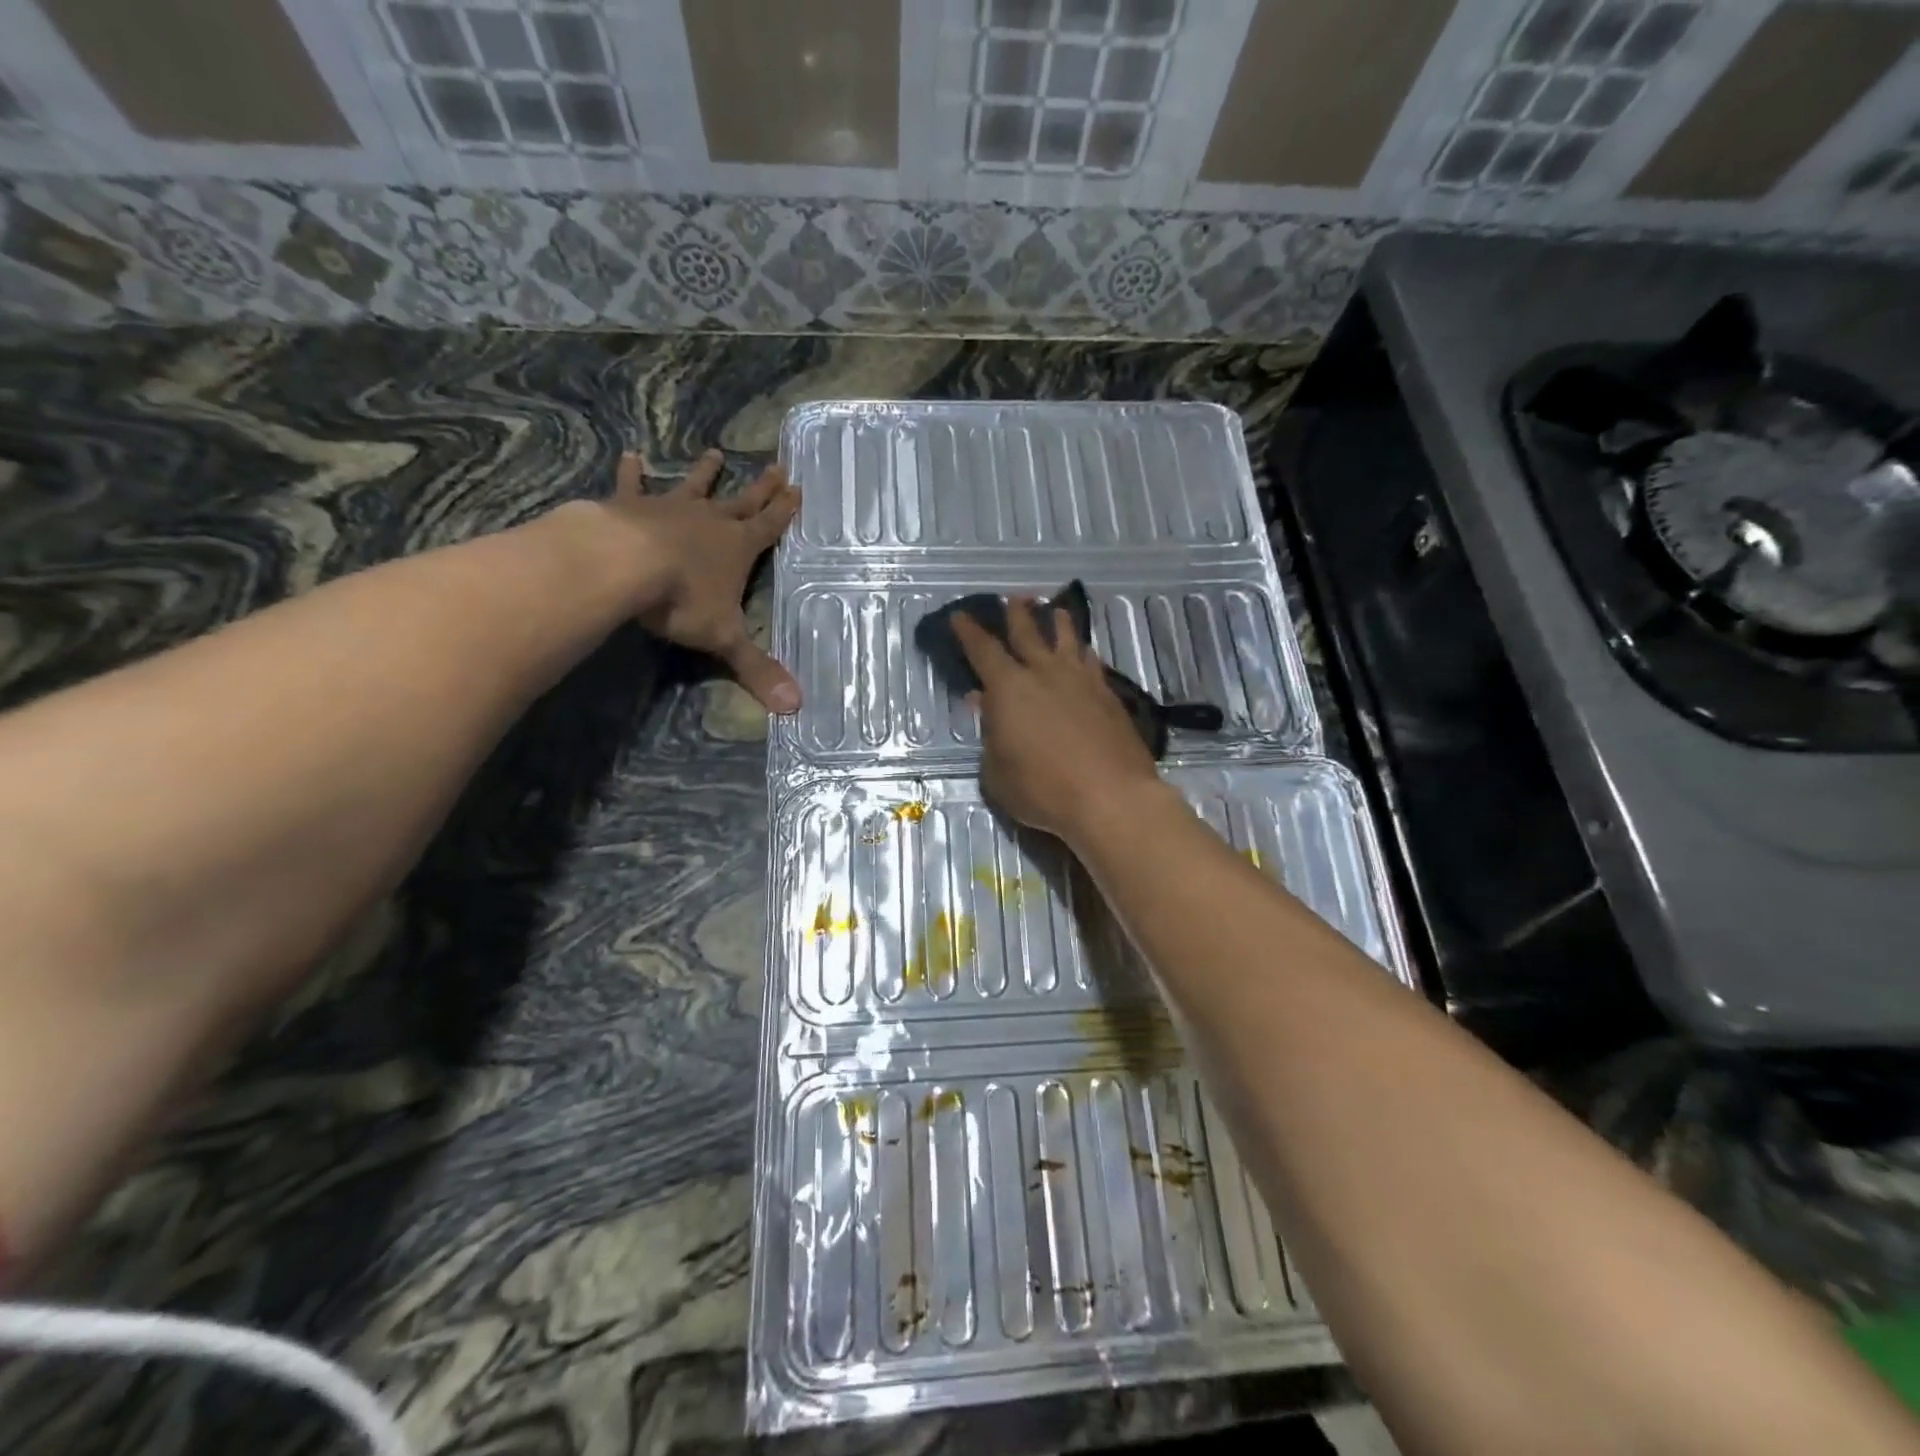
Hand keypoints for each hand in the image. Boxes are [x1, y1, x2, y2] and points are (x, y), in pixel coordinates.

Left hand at [600, 448, 800, 712]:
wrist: (625, 565)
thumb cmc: (683, 600)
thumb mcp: (724, 639)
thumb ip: (757, 669)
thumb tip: (795, 708)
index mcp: (738, 547)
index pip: (770, 526)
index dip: (784, 511)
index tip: (797, 487)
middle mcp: (711, 521)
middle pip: (742, 501)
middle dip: (761, 487)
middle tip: (776, 465)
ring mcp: (671, 509)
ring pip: (694, 487)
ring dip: (706, 473)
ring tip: (715, 452)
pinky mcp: (631, 506)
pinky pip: (634, 485)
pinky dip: (632, 472)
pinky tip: (630, 455)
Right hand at [952, 599, 1161, 843]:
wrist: (1111, 797)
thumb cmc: (1042, 789)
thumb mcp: (997, 772)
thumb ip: (990, 736)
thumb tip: (985, 704)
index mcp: (1009, 688)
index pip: (983, 651)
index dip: (969, 632)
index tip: (960, 616)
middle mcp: (1045, 674)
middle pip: (1028, 634)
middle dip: (1017, 614)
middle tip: (1015, 598)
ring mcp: (1081, 681)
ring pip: (1067, 641)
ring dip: (1058, 623)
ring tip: (1056, 610)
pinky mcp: (1109, 696)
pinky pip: (1092, 662)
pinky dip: (1084, 652)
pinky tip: (1086, 652)